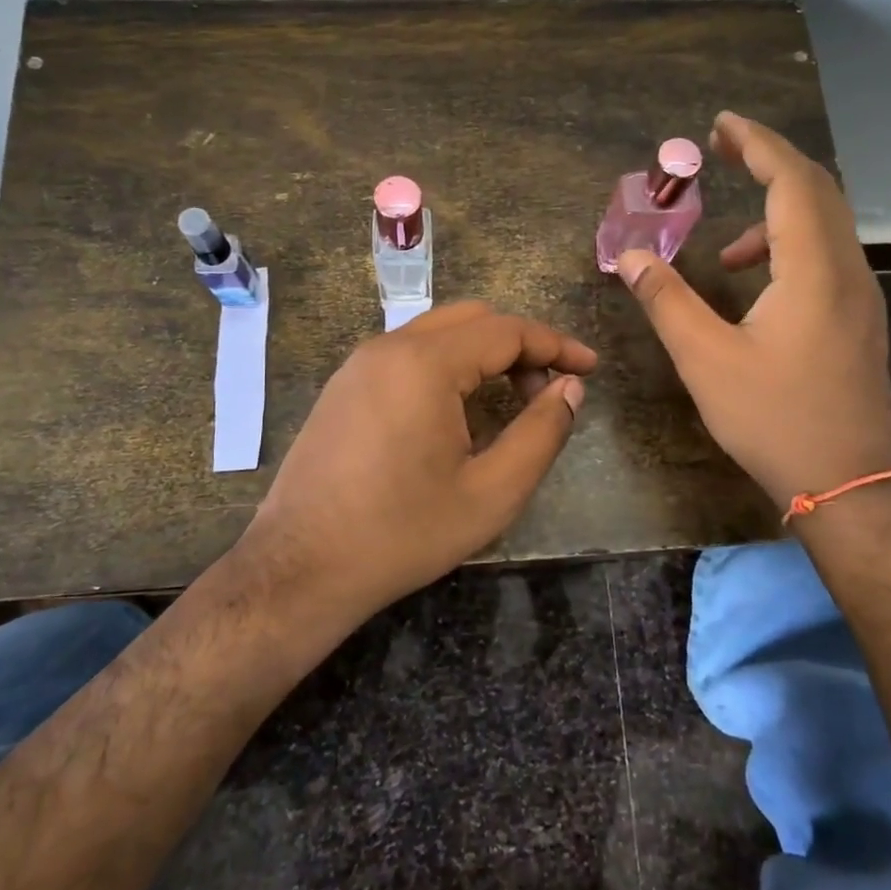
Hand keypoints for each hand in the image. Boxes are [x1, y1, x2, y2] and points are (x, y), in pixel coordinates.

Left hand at [243, 302, 595, 612]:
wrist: (299, 568)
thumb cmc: (402, 533)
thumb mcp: (491, 492)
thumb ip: (541, 433)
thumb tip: (570, 388)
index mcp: (424, 363)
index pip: (506, 330)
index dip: (556, 345)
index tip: (591, 368)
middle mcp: (388, 347)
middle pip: (472, 320)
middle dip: (520, 346)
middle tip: (548, 391)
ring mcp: (358, 365)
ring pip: (437, 334)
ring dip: (483, 355)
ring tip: (510, 401)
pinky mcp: (343, 387)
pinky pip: (407, 356)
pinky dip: (447, 366)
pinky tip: (458, 412)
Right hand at [617, 110, 890, 512]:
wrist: (850, 485)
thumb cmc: (775, 419)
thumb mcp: (706, 359)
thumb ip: (667, 301)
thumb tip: (629, 256)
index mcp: (814, 269)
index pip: (792, 181)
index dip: (757, 144)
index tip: (721, 125)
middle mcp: (847, 271)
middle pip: (817, 190)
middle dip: (771, 162)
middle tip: (724, 151)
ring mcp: (860, 298)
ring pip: (826, 226)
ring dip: (778, 212)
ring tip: (726, 247)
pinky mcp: (859, 322)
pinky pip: (828, 257)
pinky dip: (790, 248)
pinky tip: (756, 288)